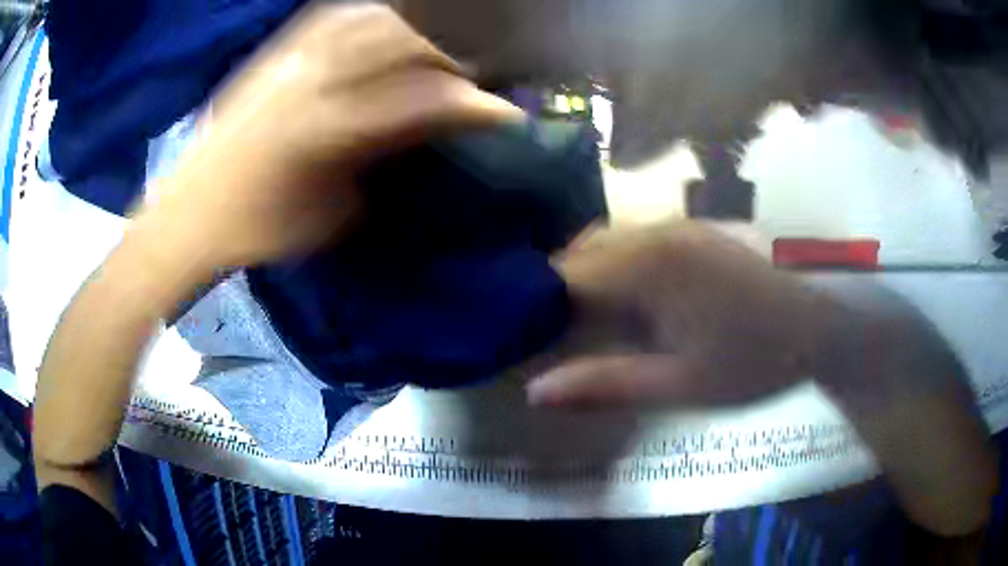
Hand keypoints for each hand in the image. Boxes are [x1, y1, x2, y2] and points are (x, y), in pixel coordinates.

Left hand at [135, 3, 521, 268]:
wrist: (186, 214)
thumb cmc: (254, 230)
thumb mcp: (327, 215)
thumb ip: (377, 166)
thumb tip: (418, 136)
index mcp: (326, 130)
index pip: (419, 102)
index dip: (472, 104)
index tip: (509, 111)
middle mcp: (312, 80)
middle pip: (401, 44)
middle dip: (451, 54)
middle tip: (478, 71)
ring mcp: (289, 60)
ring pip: (370, 21)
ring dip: (415, 28)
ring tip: (439, 42)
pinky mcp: (273, 55)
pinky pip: (331, 17)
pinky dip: (369, 14)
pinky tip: (386, 20)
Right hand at [531, 221, 821, 407]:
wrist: (821, 325)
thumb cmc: (756, 360)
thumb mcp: (682, 386)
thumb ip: (607, 385)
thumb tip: (534, 391)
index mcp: (650, 265)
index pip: (565, 277)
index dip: (538, 311)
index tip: (529, 344)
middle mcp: (657, 231)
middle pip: (582, 255)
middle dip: (561, 296)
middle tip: (558, 343)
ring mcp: (679, 225)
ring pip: (608, 245)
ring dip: (591, 282)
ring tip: (593, 328)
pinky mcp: (695, 231)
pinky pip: (637, 242)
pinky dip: (619, 270)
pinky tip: (634, 305)